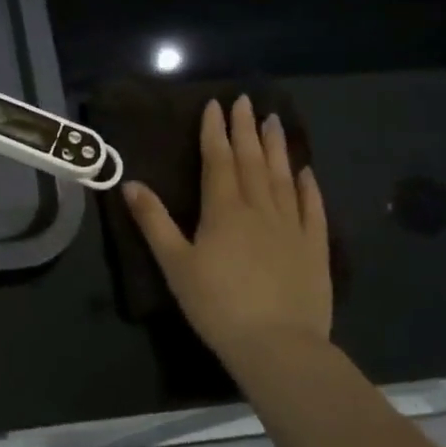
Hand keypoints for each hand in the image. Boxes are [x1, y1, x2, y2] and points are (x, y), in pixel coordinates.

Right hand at [123, 95, 331, 369]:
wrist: (278, 345)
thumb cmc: (217, 305)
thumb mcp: (174, 264)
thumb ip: (153, 221)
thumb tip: (129, 183)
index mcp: (224, 209)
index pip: (218, 160)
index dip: (215, 131)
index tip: (216, 104)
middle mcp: (260, 208)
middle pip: (252, 161)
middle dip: (246, 129)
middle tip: (248, 101)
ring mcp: (292, 226)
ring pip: (283, 177)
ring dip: (277, 147)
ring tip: (275, 121)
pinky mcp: (315, 248)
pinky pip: (313, 208)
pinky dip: (309, 187)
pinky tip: (306, 171)